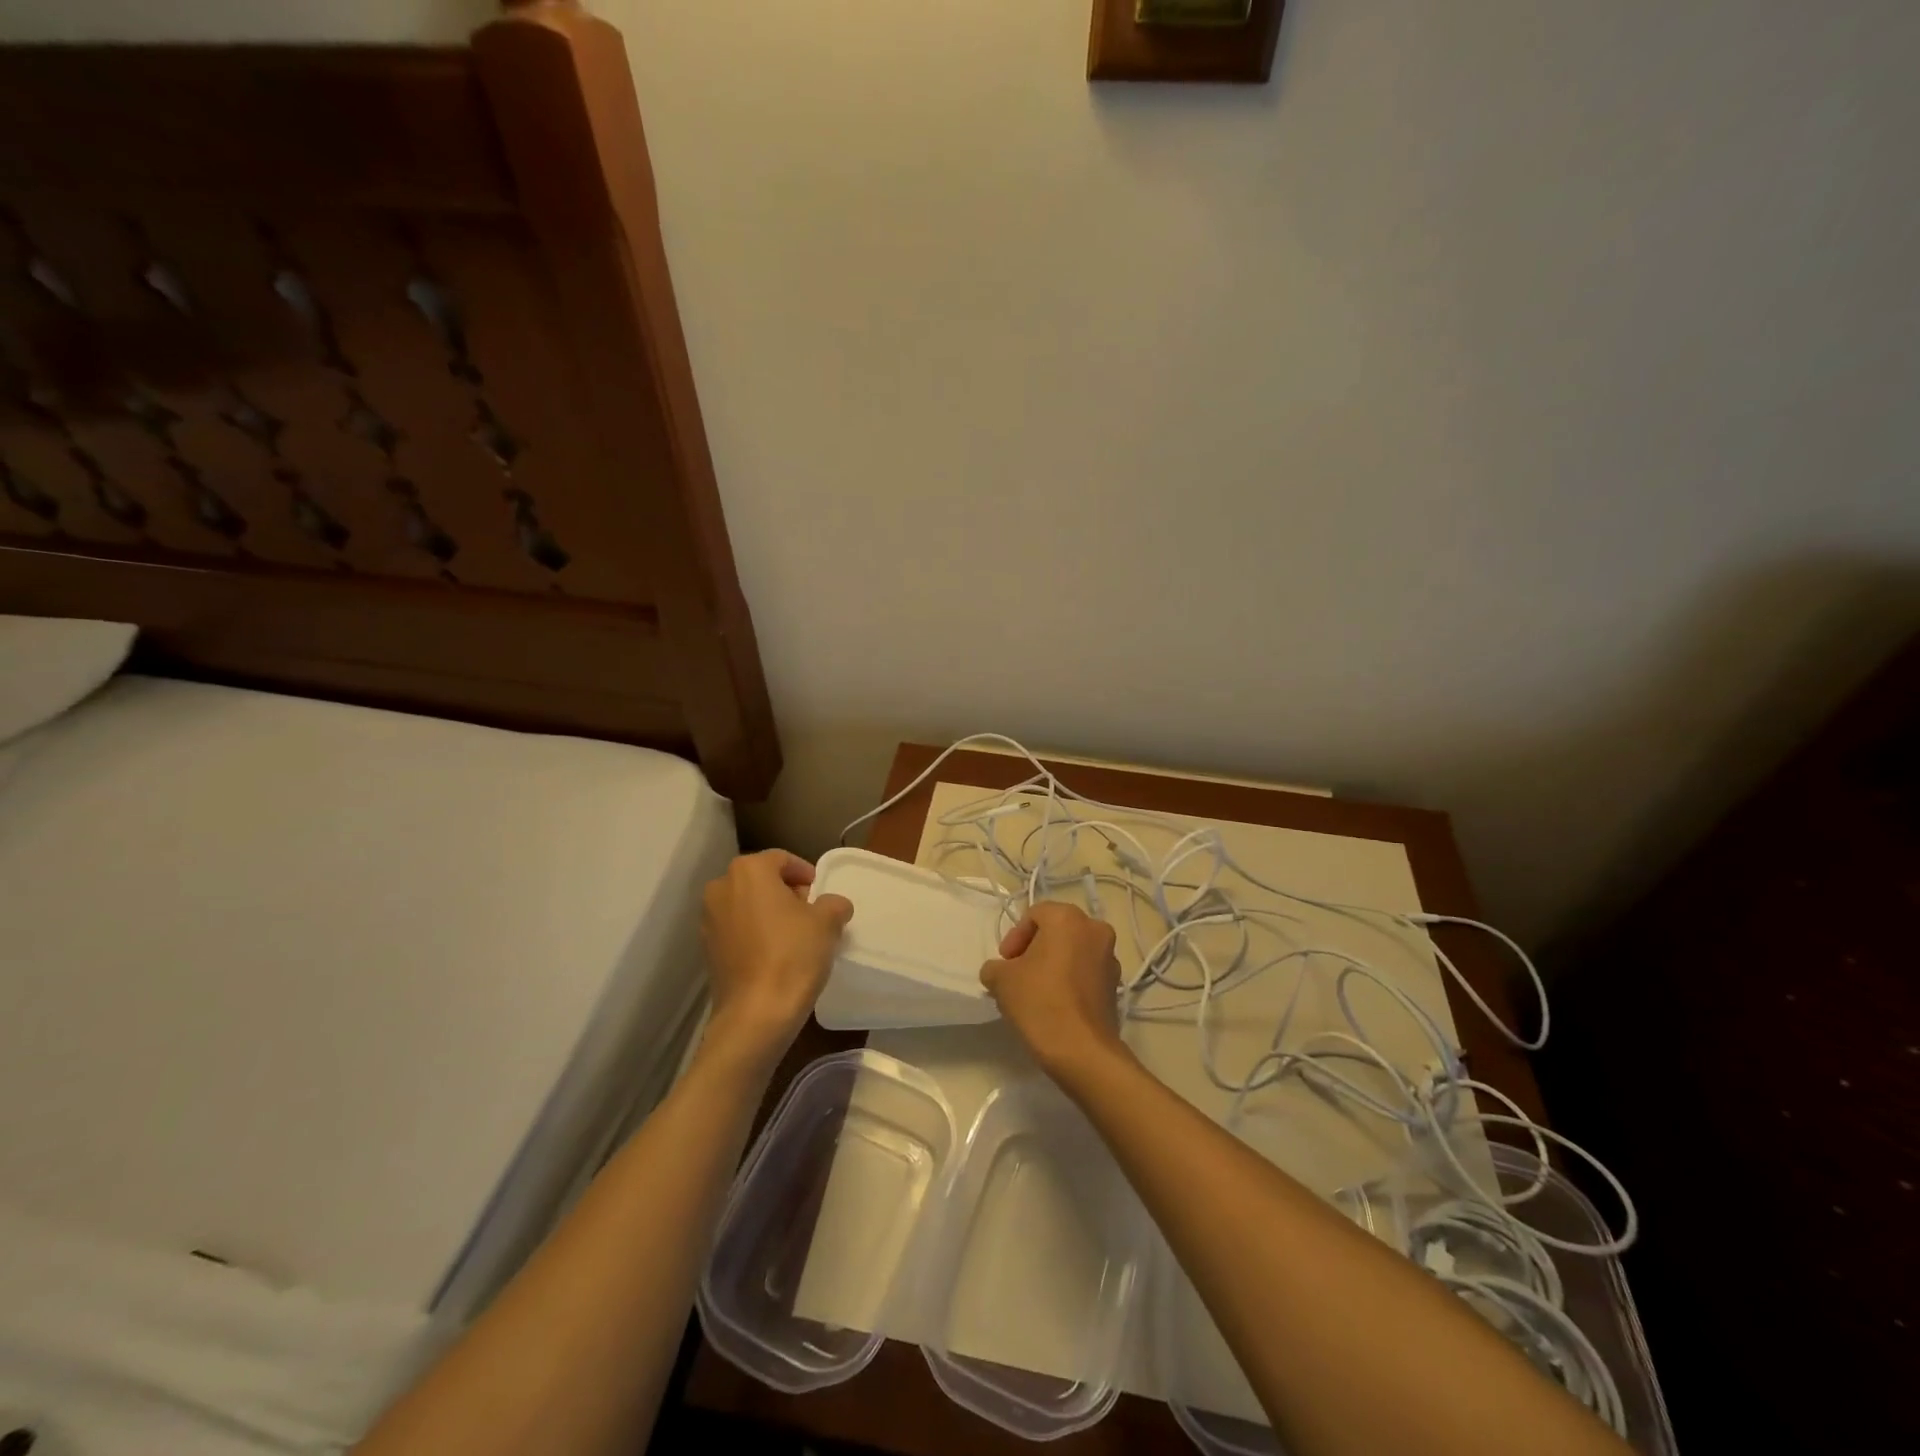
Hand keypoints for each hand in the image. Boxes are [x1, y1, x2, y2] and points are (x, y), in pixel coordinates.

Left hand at [701, 850, 853, 1070]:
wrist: (755, 1014)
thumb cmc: (793, 955)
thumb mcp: (827, 922)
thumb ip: (833, 903)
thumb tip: (833, 905)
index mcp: (749, 871)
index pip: (782, 859)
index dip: (805, 873)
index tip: (820, 892)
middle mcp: (721, 887)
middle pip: (761, 880)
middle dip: (786, 892)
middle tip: (810, 912)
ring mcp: (708, 920)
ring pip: (746, 904)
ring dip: (769, 912)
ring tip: (794, 934)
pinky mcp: (707, 949)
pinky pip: (737, 929)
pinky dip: (755, 933)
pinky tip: (775, 954)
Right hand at [980, 902, 1126, 1082]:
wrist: (1082, 1051)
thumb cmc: (1039, 1002)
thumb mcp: (1002, 980)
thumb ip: (995, 967)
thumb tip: (999, 971)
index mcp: (1068, 918)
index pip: (1034, 915)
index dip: (1014, 937)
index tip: (1005, 964)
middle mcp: (1095, 929)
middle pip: (1057, 931)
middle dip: (1034, 949)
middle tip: (1017, 974)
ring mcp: (1110, 958)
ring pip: (1074, 951)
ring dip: (1054, 964)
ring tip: (1035, 991)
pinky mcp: (1116, 985)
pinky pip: (1087, 972)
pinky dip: (1071, 980)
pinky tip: (1055, 1004)